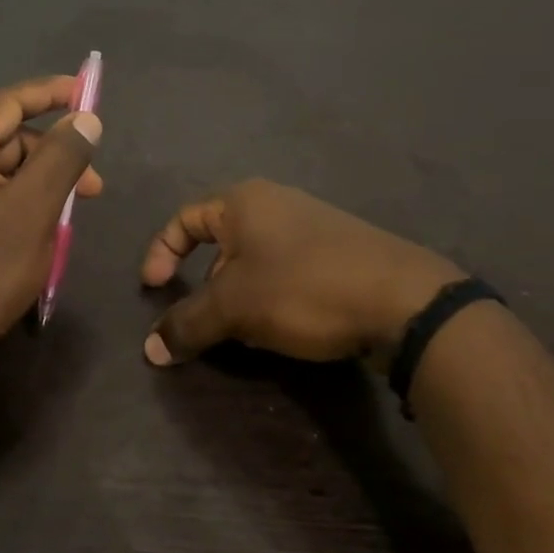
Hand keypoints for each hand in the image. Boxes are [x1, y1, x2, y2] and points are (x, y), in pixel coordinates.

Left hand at [0, 76, 102, 373]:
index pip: (5, 103)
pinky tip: (45, 225)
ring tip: (72, 213)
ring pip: (1, 168)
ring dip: (40, 182)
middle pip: (5, 137)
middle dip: (52, 154)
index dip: (50, 94)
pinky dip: (22, 201)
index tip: (89, 91)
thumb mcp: (30, 212)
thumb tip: (86, 119)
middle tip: (92, 186)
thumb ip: (60, 159)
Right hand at [139, 180, 462, 365]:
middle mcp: (276, 204)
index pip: (184, 220)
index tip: (155, 291)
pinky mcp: (339, 251)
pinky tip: (285, 327)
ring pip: (254, 261)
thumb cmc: (303, 289)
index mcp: (243, 202)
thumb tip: (150, 350)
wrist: (404, 301)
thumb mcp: (234, 308)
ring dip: (238, 296)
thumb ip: (187, 324)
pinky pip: (286, 270)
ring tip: (246, 331)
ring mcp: (312, 225)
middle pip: (219, 242)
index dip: (160, 253)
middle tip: (207, 319)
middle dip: (205, 284)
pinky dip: (271, 297)